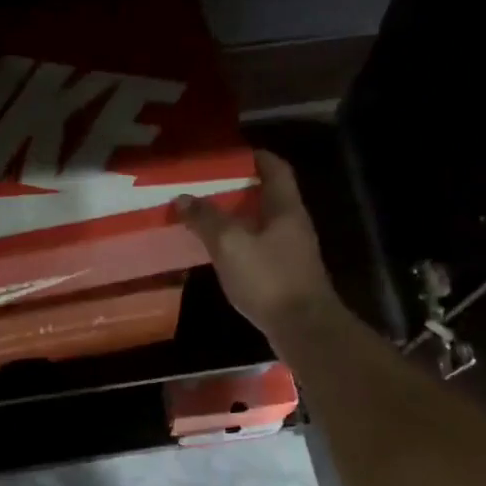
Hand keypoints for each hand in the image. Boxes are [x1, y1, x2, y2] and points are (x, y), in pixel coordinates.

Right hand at [175, 150, 340, 344]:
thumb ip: (206, 218)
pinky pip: (261, 248)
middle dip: (239, 189)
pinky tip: (221, 253)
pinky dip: (241, 244)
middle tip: (207, 187)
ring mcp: (293, 252)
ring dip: (238, 218)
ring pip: (263, 224)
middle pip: (268, 196)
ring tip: (207, 217)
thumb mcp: (230, 244)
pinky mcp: (286, 276)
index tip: (229, 155)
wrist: (303, 329)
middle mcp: (294, 225)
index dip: (255, 157)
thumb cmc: (269, 279)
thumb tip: (182, 198)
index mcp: (286, 208)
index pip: (275, 169)